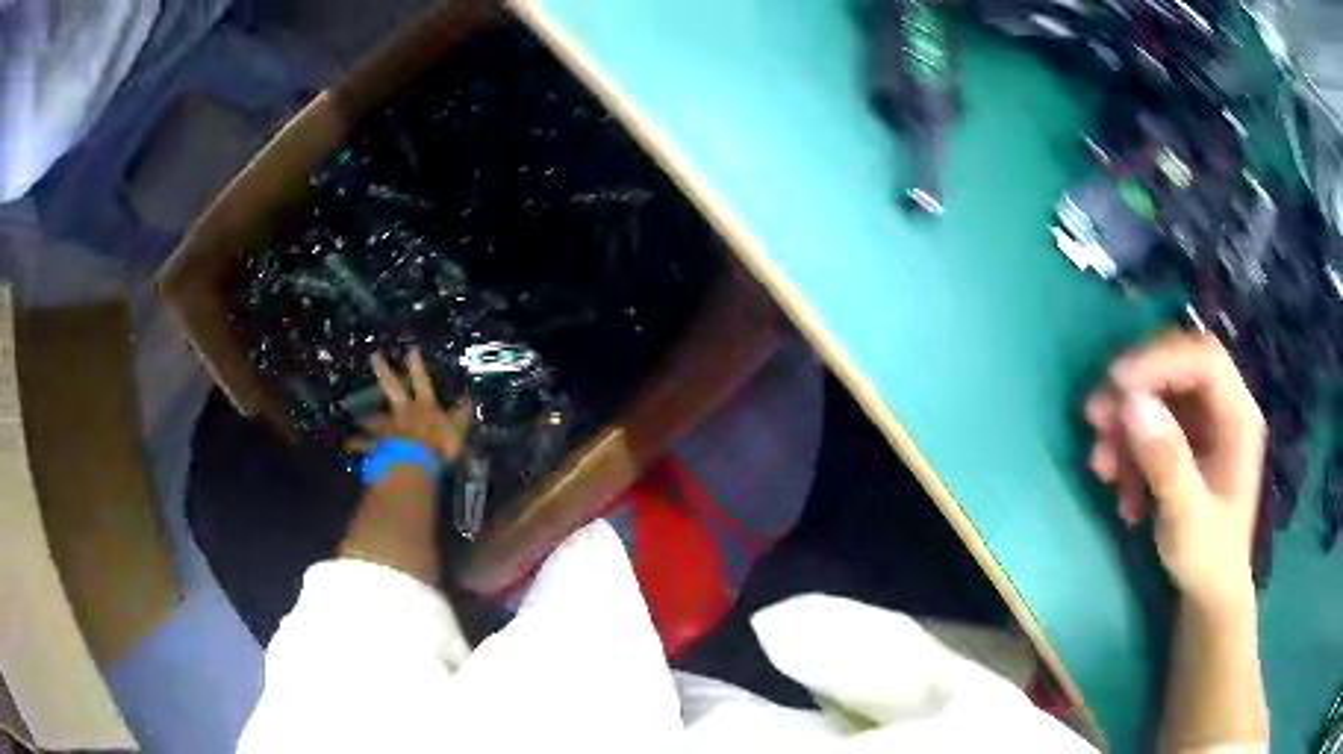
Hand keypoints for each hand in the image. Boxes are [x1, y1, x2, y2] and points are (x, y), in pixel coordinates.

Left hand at [349, 348, 470, 462]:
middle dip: (384, 371)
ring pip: (377, 418)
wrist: (415, 464)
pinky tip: (349, 445)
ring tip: (358, 417)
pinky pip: (367, 445)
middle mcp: (404, 412)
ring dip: (368, 417)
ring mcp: (389, 428)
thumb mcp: (458, 430)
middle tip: (374, 356)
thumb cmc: (439, 445)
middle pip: (393, 388)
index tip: (411, 348)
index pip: (421, 382)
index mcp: (424, 407)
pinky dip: (358, 444)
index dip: (417, 366)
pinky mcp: (379, 445)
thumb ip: (461, 415)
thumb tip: (469, 398)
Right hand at [1084, 330, 1266, 609]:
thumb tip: (1131, 403)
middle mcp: (1223, 409)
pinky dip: (1129, 450)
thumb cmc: (1207, 560)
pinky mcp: (1187, 442)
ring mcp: (1205, 425)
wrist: (1208, 594)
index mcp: (1239, 417)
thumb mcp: (1188, 519)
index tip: (1117, 382)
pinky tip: (1120, 490)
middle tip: (1096, 415)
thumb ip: (1166, 462)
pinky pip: (1152, 426)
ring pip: (1159, 396)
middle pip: (1177, 368)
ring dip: (1125, 425)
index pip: (1203, 359)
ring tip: (1102, 466)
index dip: (1161, 359)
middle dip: (1135, 389)